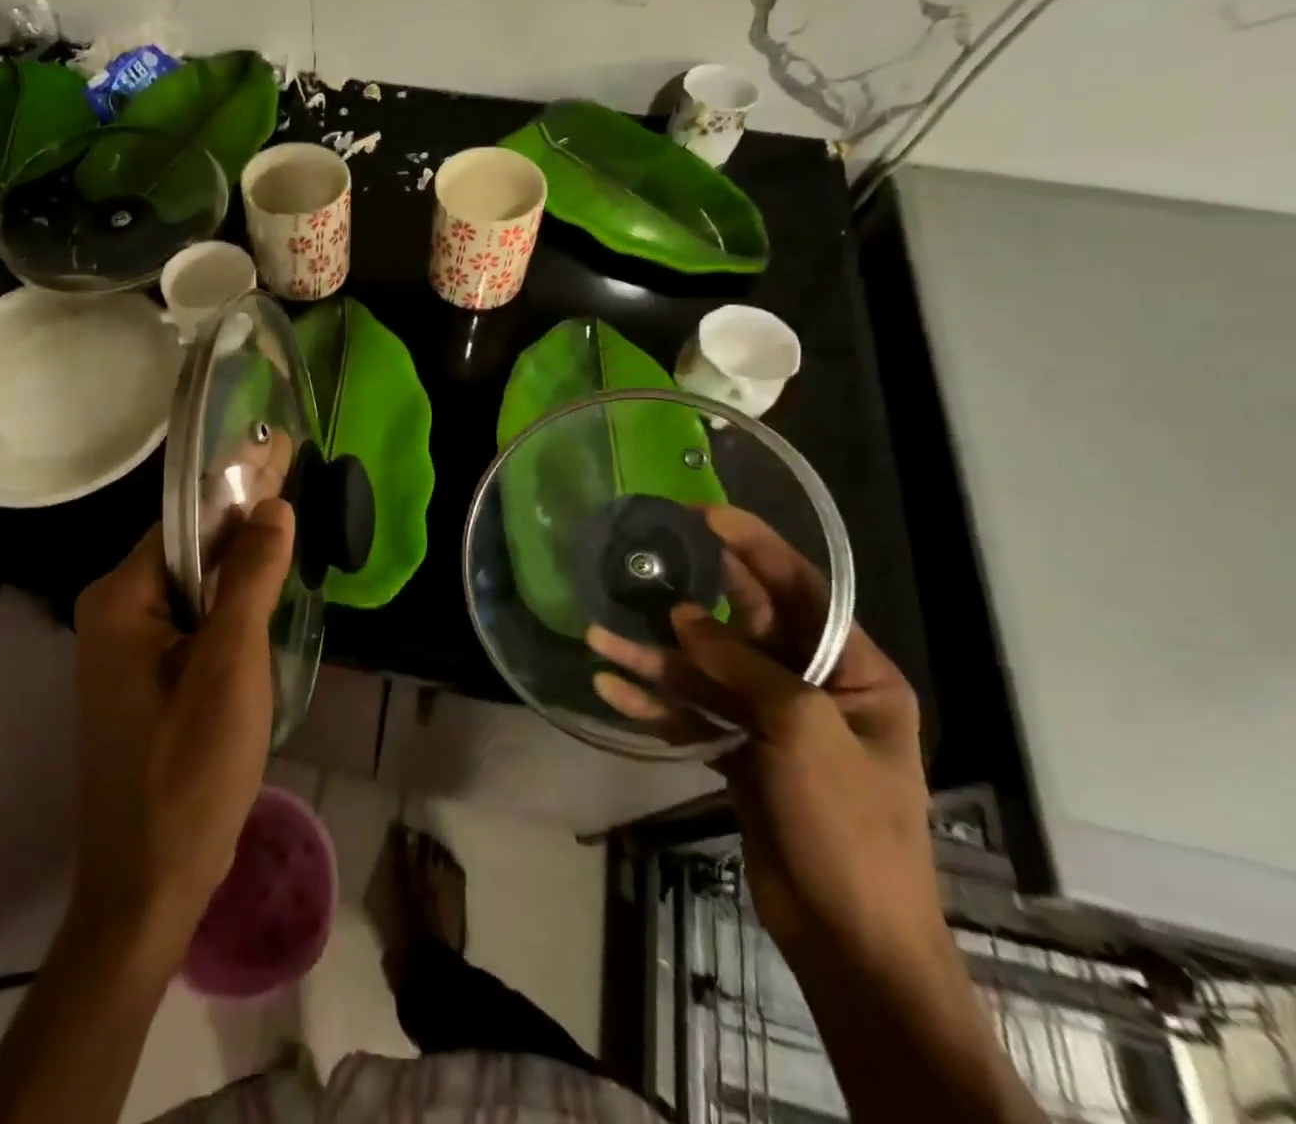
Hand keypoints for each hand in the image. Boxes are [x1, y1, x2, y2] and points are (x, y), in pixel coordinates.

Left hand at [68, 500, 294, 960]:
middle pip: (190, 547)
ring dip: (242, 557)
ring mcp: (128, 646)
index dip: (238, 485)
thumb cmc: (188, 769)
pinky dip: (232, 597)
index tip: (280, 446)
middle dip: (243, 513)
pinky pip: (194, 617)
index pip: (186, 520)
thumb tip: (273, 505)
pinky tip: (267, 581)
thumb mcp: (229, 665)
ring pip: (195, 583)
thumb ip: (250, 579)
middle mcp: (114, 611)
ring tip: (290, 512)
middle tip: (293, 468)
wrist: (150, 881)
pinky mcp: (147, 675)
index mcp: (120, 598)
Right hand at [587, 507, 941, 971]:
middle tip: (641, 560)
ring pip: (703, 671)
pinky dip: (653, 703)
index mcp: (856, 675)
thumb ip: (742, 668)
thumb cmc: (847, 827)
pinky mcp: (738, 752)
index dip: (756, 547)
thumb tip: (680, 618)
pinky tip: (610, 690)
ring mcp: (770, 721)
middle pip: (742, 625)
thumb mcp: (803, 733)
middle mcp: (813, 687)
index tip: (706, 514)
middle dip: (691, 597)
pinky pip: (690, 713)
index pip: (804, 591)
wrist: (848, 939)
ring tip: (597, 636)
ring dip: (652, 657)